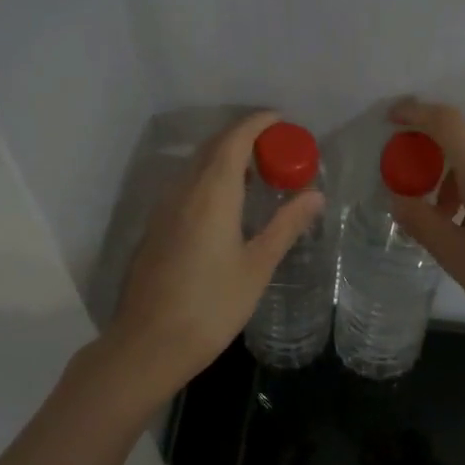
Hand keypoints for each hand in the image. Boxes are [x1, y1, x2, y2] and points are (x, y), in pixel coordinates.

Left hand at [107, 109, 325, 394]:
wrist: (148, 344)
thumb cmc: (211, 307)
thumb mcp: (257, 267)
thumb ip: (286, 226)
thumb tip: (316, 195)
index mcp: (212, 194)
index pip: (234, 140)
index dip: (258, 123)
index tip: (282, 120)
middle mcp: (183, 191)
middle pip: (213, 147)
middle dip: (244, 138)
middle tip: (278, 149)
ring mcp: (164, 209)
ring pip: (196, 166)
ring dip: (226, 158)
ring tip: (258, 174)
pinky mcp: (155, 228)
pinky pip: (186, 186)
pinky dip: (210, 179)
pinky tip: (227, 205)